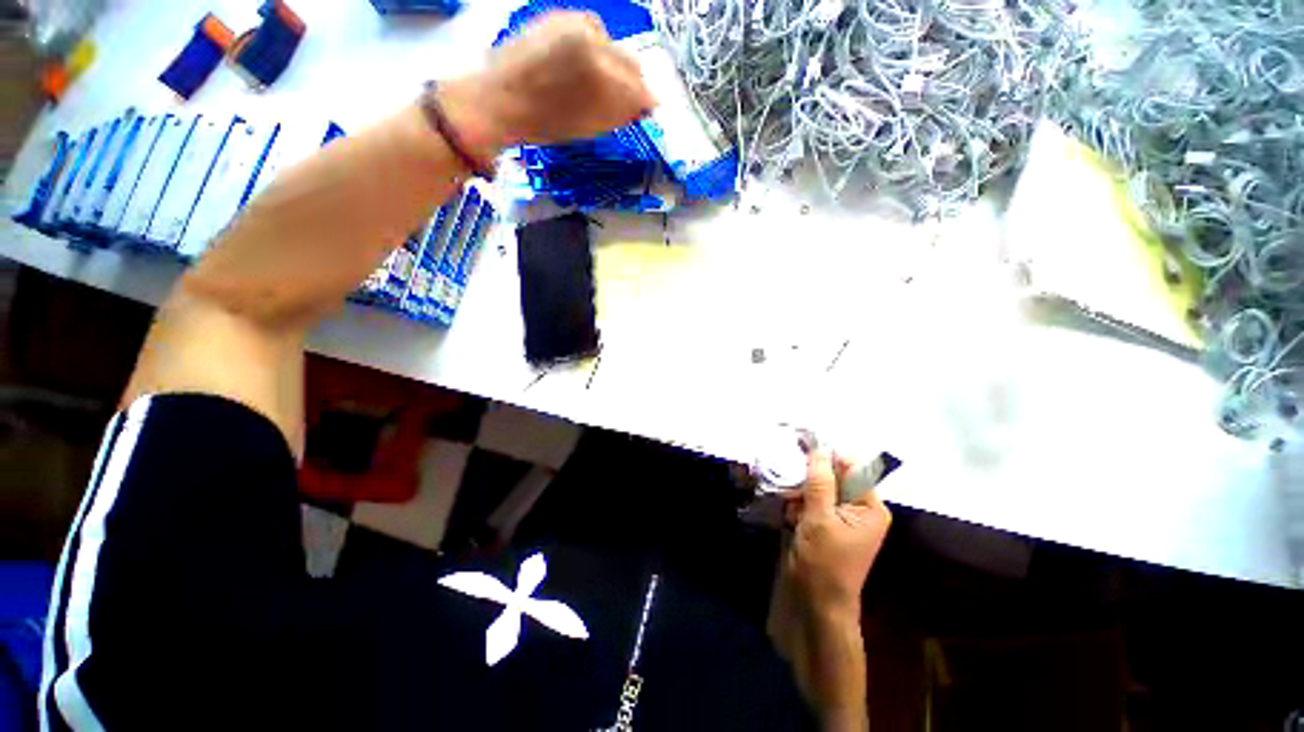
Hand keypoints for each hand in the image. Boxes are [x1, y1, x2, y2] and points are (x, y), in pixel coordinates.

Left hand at [439, 12, 654, 155]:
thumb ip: (621, 112)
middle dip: (632, 83)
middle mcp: (590, 36)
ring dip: (613, 66)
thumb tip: (644, 105)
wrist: (495, 101)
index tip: (647, 110)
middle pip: (628, 60)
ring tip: (600, 88)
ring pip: (610, 45)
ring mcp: (571, 23)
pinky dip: (594, 51)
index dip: (645, 100)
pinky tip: (582, 68)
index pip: (637, 84)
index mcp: (600, 69)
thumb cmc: (543, 122)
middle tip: (629, 103)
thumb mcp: (588, 125)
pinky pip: (588, 32)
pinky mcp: (556, 18)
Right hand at [783, 450, 891, 621]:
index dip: (826, 458)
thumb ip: (819, 482)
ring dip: (800, 493)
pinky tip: (791, 517)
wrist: (816, 602)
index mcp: (869, 506)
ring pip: (817, 487)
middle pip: (832, 476)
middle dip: (809, 480)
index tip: (800, 452)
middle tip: (792, 490)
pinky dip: (798, 504)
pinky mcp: (824, 522)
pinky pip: (810, 500)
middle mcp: (858, 507)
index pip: (850, 467)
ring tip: (792, 510)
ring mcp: (841, 515)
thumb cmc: (824, 562)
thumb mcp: (820, 519)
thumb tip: (818, 448)